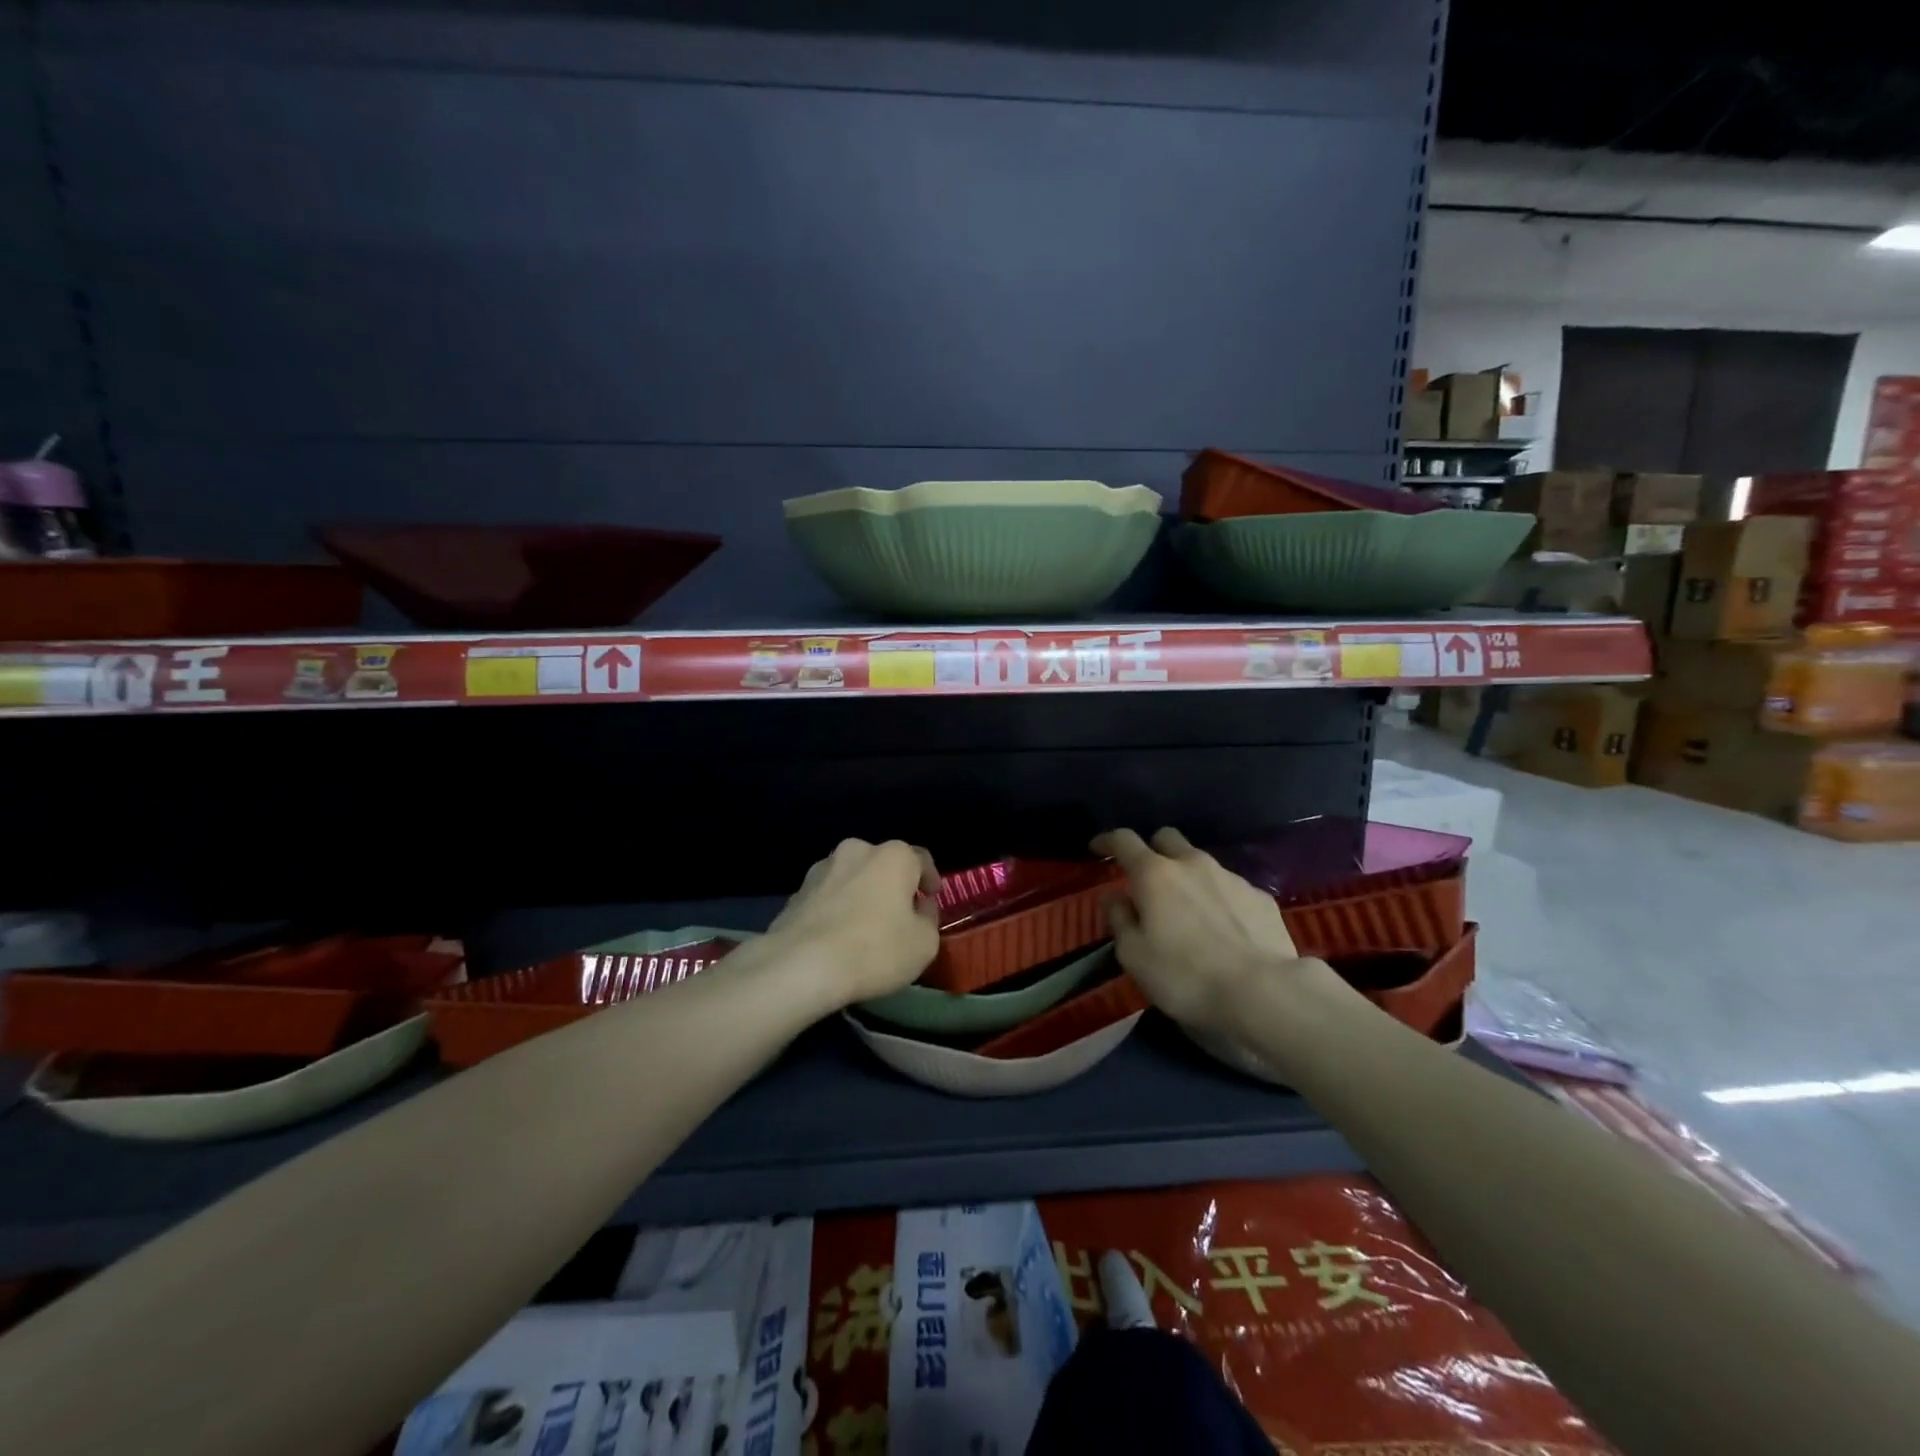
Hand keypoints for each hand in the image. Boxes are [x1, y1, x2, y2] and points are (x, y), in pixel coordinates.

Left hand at [767, 839, 941, 1006]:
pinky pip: (827, 897)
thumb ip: (928, 919)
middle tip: (899, 914)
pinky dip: (836, 909)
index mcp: (894, 856)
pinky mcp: (796, 892)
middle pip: (883, 865)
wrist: (801, 965)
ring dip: (861, 895)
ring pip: (852, 878)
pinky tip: (837, 937)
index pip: (921, 858)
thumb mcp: (924, 944)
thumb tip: (918, 908)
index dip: (930, 879)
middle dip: (892, 885)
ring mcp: (822, 868)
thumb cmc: (875, 950)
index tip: (931, 898)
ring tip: (864, 927)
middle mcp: (857, 850)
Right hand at [1092, 827, 1353, 1033]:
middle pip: (1166, 838)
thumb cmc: (1185, 975)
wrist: (1263, 991)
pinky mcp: (1260, 896)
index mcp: (1154, 874)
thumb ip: (1119, 919)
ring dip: (1187, 877)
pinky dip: (1218, 898)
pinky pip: (1229, 887)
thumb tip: (1114, 896)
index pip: (1124, 840)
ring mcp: (1230, 877)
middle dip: (1152, 850)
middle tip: (1146, 879)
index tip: (1097, 848)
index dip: (1107, 840)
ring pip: (1200, 862)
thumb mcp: (1134, 956)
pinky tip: (1223, 928)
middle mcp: (1192, 863)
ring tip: (1188, 910)